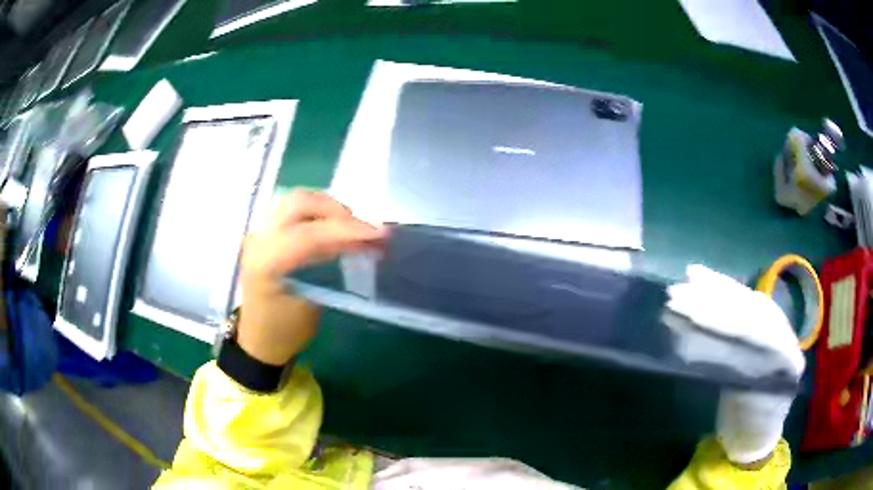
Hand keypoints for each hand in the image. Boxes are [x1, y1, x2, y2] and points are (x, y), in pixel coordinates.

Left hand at [238, 189, 385, 365]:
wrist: (259, 339)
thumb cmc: (285, 331)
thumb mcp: (312, 305)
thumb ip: (332, 269)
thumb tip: (360, 244)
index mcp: (265, 263)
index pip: (308, 235)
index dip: (346, 230)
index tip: (379, 234)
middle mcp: (258, 240)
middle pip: (299, 202)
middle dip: (337, 211)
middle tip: (362, 231)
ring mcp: (259, 232)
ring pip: (297, 199)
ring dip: (328, 208)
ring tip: (350, 229)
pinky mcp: (265, 232)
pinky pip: (294, 209)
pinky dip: (318, 212)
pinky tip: (332, 228)